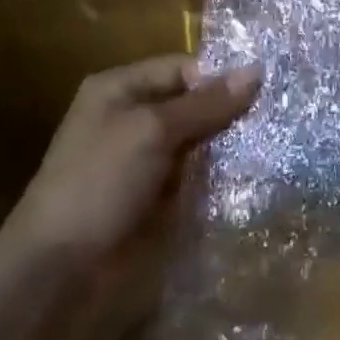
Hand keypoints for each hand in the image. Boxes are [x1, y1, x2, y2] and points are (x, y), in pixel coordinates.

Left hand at [0, 55, 261, 266]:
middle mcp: (133, 118)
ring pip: (199, 142)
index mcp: (120, 89)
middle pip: (193, 104)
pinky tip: (254, 177)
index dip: (220, 78)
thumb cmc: (99, 183)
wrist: (59, 271)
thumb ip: (205, 103)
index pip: (183, 68)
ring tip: (278, 147)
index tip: (267, 91)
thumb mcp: (152, 131)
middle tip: (280, 119)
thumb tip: (256, 71)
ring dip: (230, 147)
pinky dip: (220, 177)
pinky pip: (196, 176)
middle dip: (231, 113)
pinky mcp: (157, 198)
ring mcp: (145, 161)